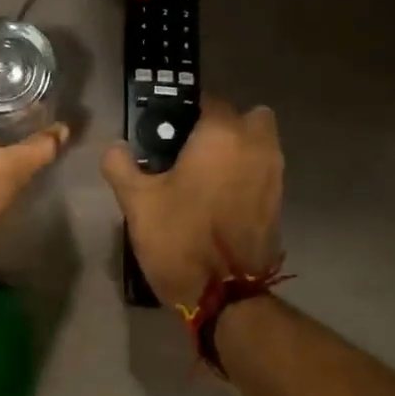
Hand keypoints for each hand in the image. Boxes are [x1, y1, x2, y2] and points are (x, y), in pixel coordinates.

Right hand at [101, 98, 283, 309]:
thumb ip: (121, 166)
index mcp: (221, 135)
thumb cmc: (179, 238)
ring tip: (204, 175)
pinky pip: (263, 172)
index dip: (184, 113)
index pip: (207, 101)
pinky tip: (219, 198)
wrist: (224, 294)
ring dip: (238, 149)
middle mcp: (256, 145)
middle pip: (246, 116)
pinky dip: (246, 175)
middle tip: (192, 149)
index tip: (164, 132)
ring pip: (259, 144)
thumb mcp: (137, 202)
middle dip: (224, 125)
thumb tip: (115, 148)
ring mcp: (273, 174)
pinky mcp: (278, 202)